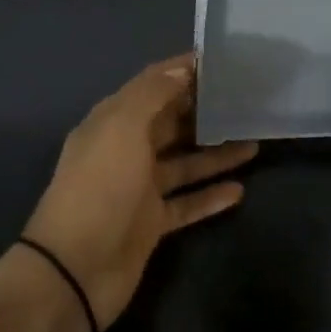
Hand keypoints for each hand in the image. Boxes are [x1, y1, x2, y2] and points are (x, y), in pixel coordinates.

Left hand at [24, 56, 256, 327]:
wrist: (75, 271)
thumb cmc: (100, 188)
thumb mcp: (122, 128)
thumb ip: (153, 95)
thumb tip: (183, 70)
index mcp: (113, 121)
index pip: (151, 85)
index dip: (182, 70)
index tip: (220, 60)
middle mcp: (126, 149)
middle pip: (170, 122)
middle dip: (204, 110)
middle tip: (246, 100)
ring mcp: (139, 188)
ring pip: (185, 163)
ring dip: (216, 153)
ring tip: (255, 142)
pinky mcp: (152, 224)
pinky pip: (187, 203)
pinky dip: (211, 196)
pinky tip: (240, 190)